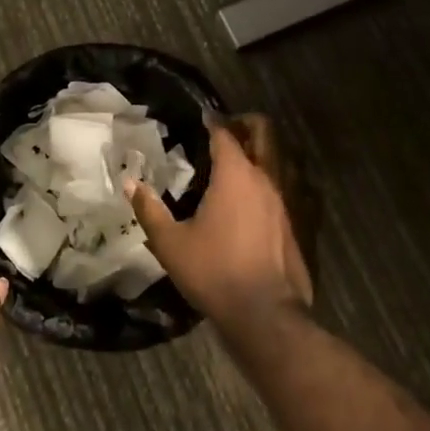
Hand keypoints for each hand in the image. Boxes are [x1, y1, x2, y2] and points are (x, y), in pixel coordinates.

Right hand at [128, 115, 312, 335]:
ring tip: (245, 160)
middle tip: (229, 129)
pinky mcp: (299, 224)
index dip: (213, 121)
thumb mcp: (170, 243)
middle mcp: (266, 178)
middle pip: (265, 133)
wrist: (265, 314)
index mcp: (235, 175)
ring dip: (265, 151)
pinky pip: (293, 188)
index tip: (203, 116)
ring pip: (282, 159)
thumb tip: (130, 183)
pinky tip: (263, 197)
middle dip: (247, 123)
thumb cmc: (214, 271)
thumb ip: (149, 209)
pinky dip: (278, 181)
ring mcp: (288, 201)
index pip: (225, 134)